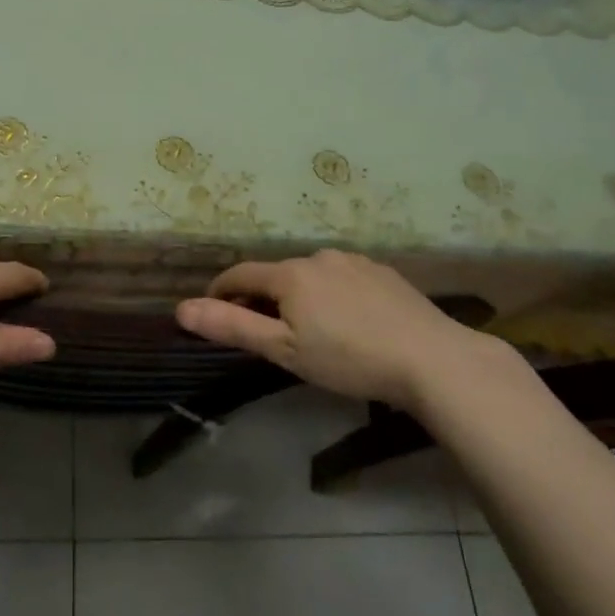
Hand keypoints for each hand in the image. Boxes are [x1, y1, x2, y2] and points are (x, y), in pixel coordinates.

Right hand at [177, 249, 497, 406]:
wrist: (432, 359)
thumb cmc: (348, 358)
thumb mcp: (284, 350)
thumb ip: (233, 326)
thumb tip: (182, 309)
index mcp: (290, 273)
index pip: (240, 274)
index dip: (221, 292)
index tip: (213, 311)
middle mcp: (318, 257)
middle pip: (278, 274)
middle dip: (264, 298)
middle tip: (268, 334)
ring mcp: (355, 261)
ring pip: (313, 276)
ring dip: (301, 296)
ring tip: (312, 331)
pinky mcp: (384, 272)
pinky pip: (344, 279)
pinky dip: (334, 295)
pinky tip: (351, 322)